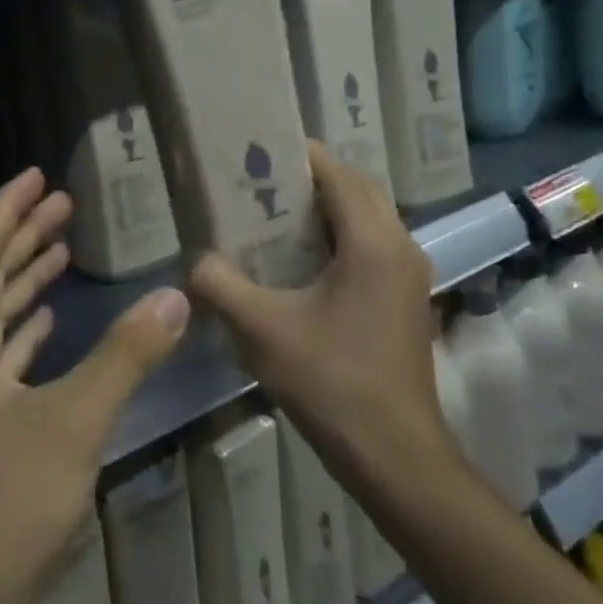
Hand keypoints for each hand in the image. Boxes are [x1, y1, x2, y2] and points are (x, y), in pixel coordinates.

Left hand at [0, 167, 191, 603]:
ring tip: (63, 246)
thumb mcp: (72, 422)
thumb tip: (175, 297)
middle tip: (63, 202)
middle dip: (22, 235)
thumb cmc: (2, 504)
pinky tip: (47, 320)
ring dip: (24, 279)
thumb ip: (124, 356)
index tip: (37, 176)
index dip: (7, 209)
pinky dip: (24, 328)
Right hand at [188, 141, 455, 488]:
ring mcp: (409, 275)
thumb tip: (193, 260)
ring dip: (327, 208)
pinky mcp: (405, 300)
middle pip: (357, 190)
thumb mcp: (260, 329)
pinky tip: (300, 260)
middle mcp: (401, 247)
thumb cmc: (330, 381)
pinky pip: (372, 247)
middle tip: (260, 182)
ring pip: (368, 219)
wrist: (393, 454)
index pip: (338, 174)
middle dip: (312, 179)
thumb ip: (218, 283)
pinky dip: (340, 237)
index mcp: (373, 242)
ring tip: (273, 214)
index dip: (300, 154)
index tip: (257, 149)